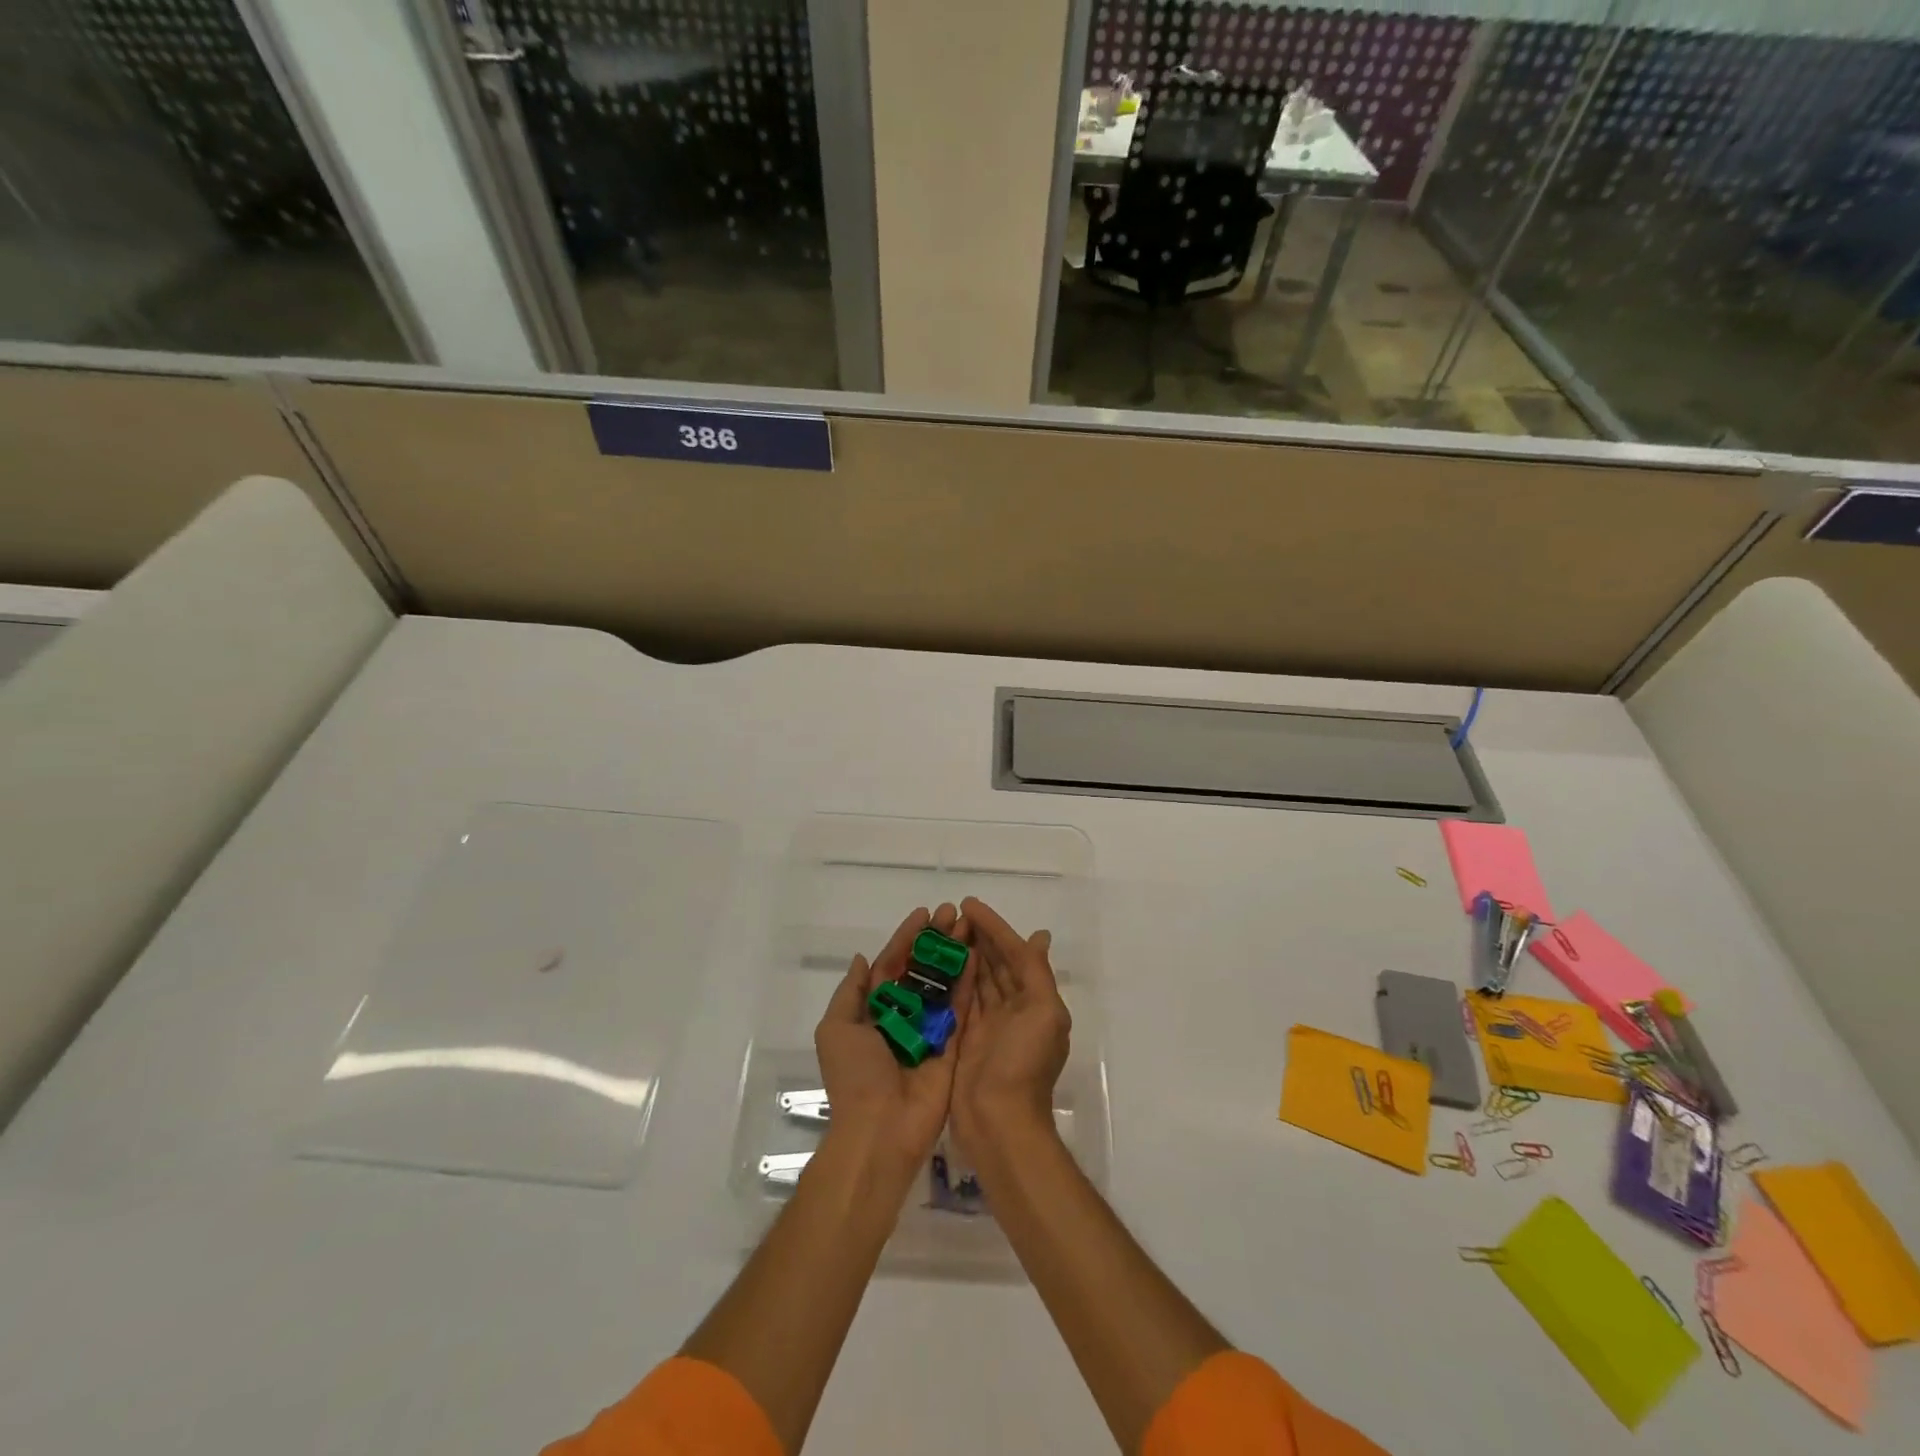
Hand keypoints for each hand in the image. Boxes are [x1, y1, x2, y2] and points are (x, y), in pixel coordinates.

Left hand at [814, 903, 970, 1177]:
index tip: (925, 914)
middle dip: (935, 941)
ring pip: (943, 984)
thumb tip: (862, 958)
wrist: (880, 1131)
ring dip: (954, 955)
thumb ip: (851, 992)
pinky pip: (961, 1009)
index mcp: (873, 1011)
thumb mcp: (836, 1029)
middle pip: (921, 970)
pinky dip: (968, 983)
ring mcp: (929, 1031)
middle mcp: (903, 1017)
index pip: (891, 965)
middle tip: (953, 914)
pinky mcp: (952, 1047)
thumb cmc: (854, 1076)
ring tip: (969, 927)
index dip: (907, 938)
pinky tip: (977, 957)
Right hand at [951, 896, 1070, 1162]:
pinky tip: (934, 961)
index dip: (995, 927)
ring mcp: (987, 1025)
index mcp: (1036, 1002)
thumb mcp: (1043, 1014)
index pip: (1015, 953)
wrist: (999, 1124)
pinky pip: (957, 1001)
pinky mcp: (963, 1039)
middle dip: (978, 936)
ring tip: (941, 928)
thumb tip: (1039, 936)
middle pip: (995, 963)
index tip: (970, 904)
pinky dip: (950, 979)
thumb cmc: (1024, 1065)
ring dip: (963, 953)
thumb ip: (1037, 973)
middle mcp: (1013, 1010)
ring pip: (975, 978)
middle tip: (952, 912)